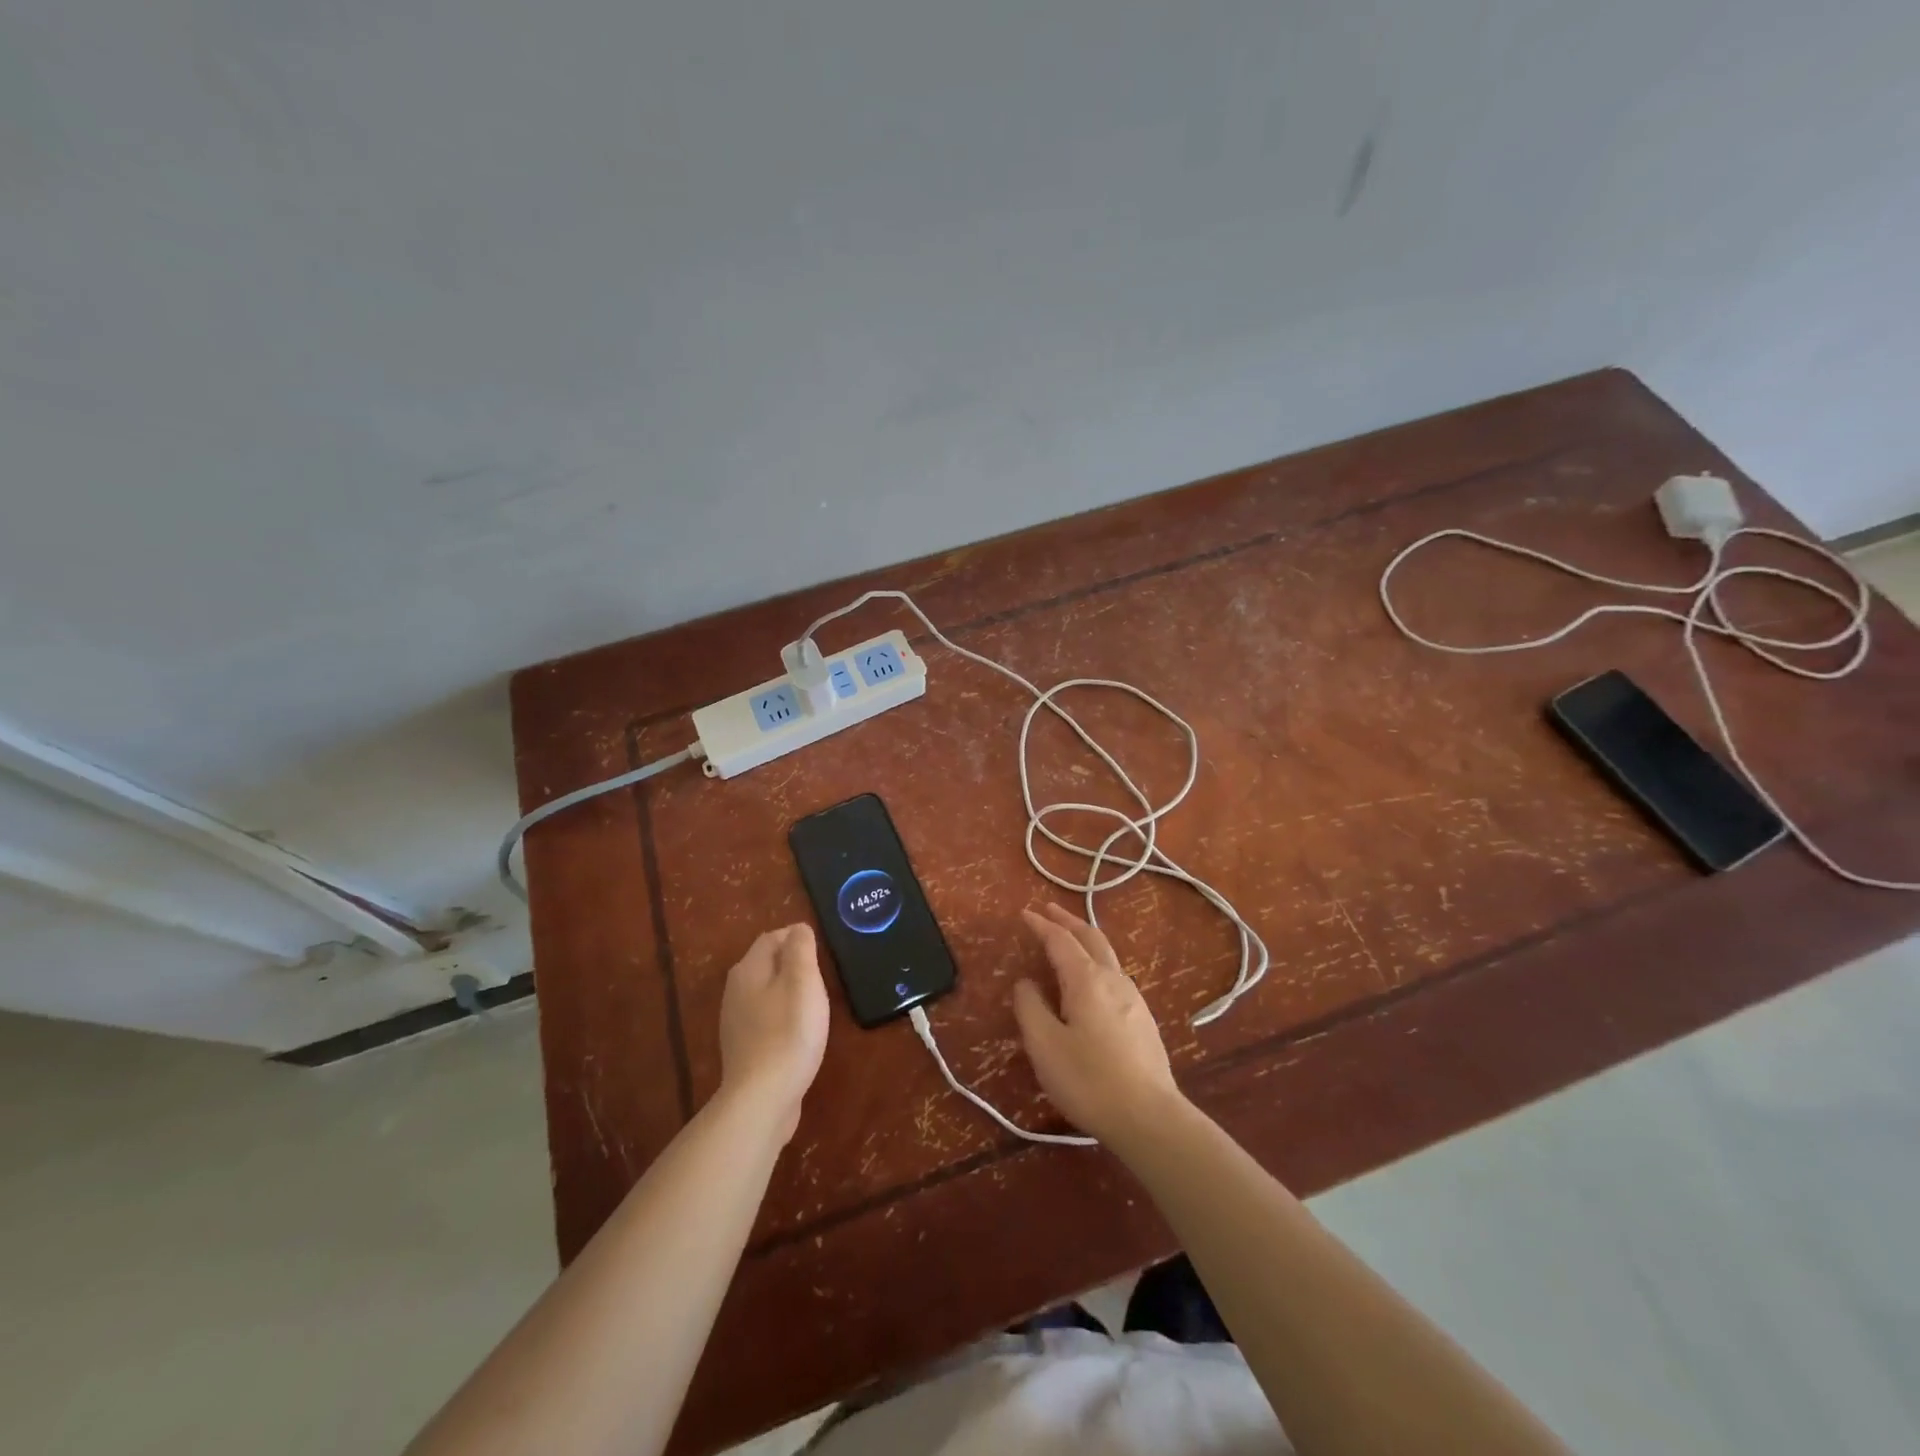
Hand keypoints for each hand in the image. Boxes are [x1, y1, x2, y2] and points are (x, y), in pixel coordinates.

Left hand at [718, 924, 829, 1140]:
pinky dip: (782, 1016)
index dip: (796, 938)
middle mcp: (735, 991)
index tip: (821, 954)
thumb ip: (800, 949)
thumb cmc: (789, 1032)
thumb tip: (798, 929)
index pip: (772, 938)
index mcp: (748, 970)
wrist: (762, 1098)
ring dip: (788, 991)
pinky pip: (765, 1018)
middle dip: (793, 964)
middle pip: (766, 964)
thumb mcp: (803, 982)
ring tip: (813, 1005)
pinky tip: (798, 1033)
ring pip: (766, 991)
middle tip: (820, 978)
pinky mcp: (744, 1047)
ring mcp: (736, 1021)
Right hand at [1012, 904, 1182, 1143]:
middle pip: (1091, 938)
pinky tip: (1093, 980)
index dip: (1041, 925)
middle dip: (1068, 921)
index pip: (1060, 940)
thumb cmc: (1088, 1079)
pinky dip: (1097, 961)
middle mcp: (1113, 979)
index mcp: (1086, 980)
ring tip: (1070, 939)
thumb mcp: (1044, 1045)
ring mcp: (1134, 998)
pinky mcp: (1144, 1019)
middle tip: (1050, 910)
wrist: (1149, 1117)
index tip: (1025, 913)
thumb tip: (1026, 983)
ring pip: (1108, 955)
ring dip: (1086, 939)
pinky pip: (1116, 975)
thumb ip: (1030, 1007)